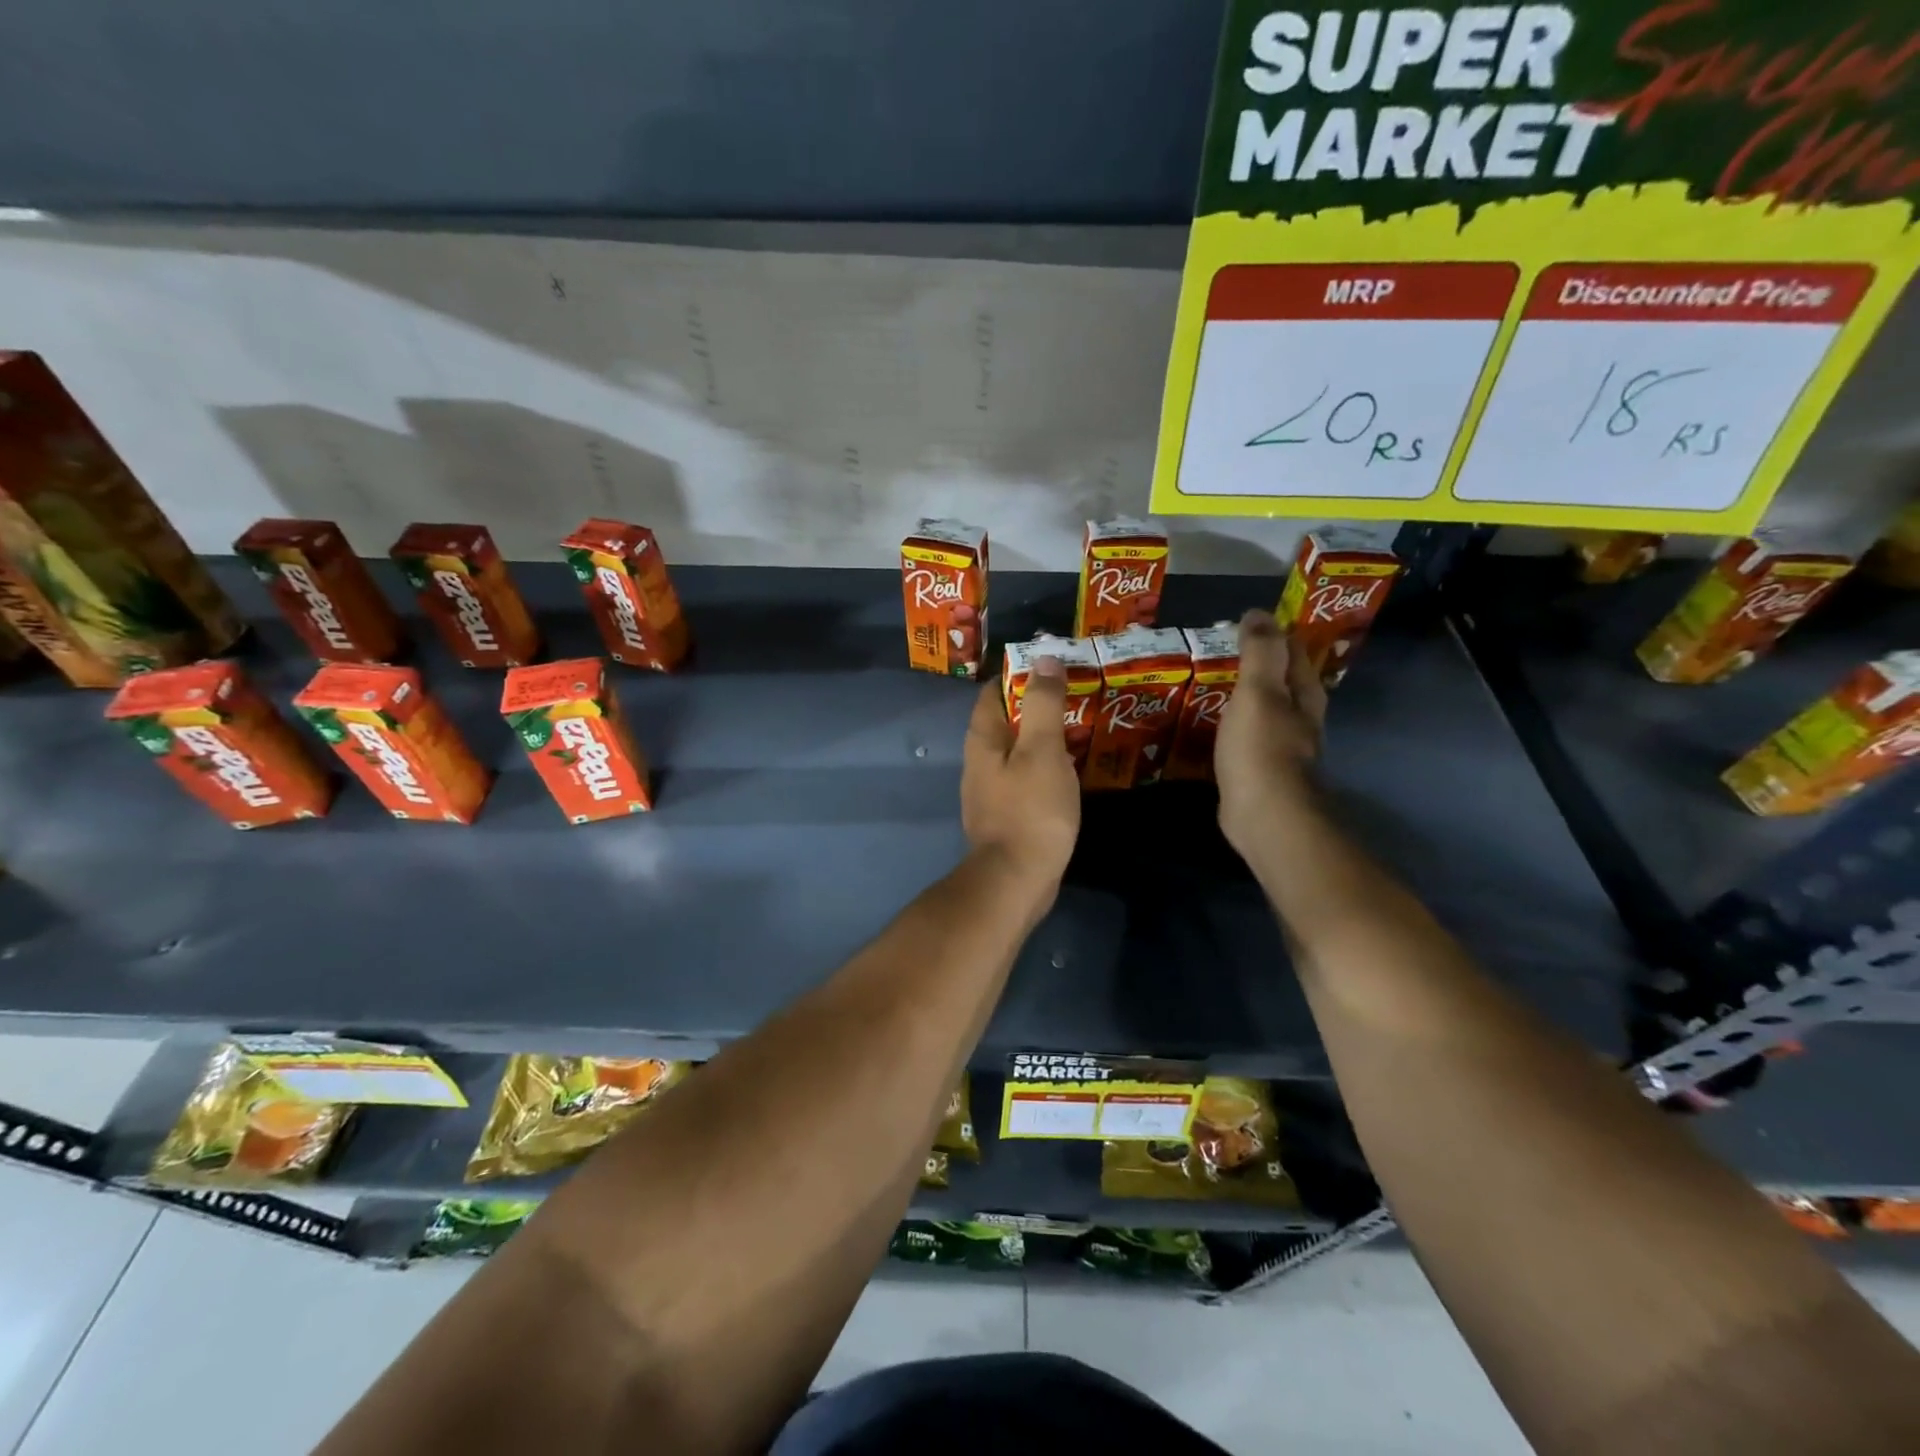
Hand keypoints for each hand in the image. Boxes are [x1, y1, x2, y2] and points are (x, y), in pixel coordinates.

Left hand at [961, 658, 1079, 890]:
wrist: (1015, 880)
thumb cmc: (1031, 810)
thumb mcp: (1042, 750)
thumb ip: (1043, 704)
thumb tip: (1043, 658)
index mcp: (983, 740)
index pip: (994, 692)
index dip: (1020, 675)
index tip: (1054, 669)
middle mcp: (979, 761)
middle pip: (1004, 721)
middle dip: (1035, 707)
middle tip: (1074, 699)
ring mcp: (989, 791)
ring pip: (1015, 752)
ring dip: (1041, 739)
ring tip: (1077, 731)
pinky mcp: (1004, 815)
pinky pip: (1023, 779)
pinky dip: (1043, 769)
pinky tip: (1067, 774)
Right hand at [1215, 609, 1326, 855]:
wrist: (1265, 815)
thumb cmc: (1261, 748)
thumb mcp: (1258, 692)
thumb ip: (1259, 652)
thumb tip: (1258, 612)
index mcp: (1304, 695)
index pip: (1294, 652)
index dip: (1274, 634)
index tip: (1245, 623)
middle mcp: (1300, 719)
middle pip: (1284, 683)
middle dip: (1260, 666)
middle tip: (1224, 652)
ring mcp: (1282, 748)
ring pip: (1266, 712)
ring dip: (1246, 698)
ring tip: (1213, 686)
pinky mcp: (1262, 772)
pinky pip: (1247, 739)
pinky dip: (1233, 727)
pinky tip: (1214, 727)